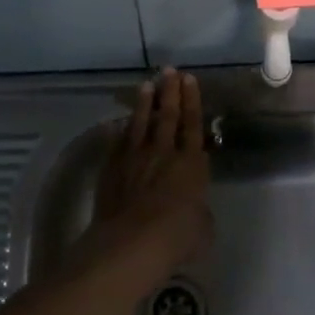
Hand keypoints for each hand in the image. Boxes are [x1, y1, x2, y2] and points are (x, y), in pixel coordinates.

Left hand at [77, 68, 212, 282]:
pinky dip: (119, 132)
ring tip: (146, 85)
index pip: (193, 124)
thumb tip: (193, 207)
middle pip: (167, 116)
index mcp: (191, 163)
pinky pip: (117, 143)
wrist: (131, 243)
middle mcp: (163, 153)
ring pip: (140, 123)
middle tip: (169, 71)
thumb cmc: (177, 237)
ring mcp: (134, 158)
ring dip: (144, 103)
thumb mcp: (203, 227)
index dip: (192, 101)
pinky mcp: (111, 169)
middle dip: (170, 91)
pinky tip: (117, 123)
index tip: (189, 79)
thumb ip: (199, 210)